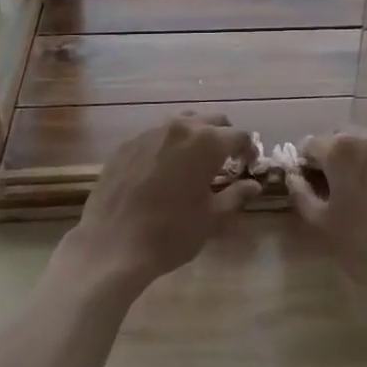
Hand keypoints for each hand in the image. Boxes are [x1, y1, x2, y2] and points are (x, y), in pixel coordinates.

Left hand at [62, 113, 258, 291]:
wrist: (112, 245)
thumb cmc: (170, 233)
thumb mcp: (211, 218)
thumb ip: (236, 196)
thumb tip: (255, 186)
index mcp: (206, 143)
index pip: (239, 135)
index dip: (249, 149)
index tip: (249, 165)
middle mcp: (180, 127)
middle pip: (212, 121)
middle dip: (224, 137)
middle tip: (226, 161)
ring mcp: (150, 132)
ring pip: (182, 122)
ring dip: (196, 135)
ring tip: (195, 161)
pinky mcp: (127, 143)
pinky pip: (156, 134)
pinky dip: (168, 144)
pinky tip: (163, 169)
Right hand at [284, 130, 366, 297]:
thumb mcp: (323, 226)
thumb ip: (301, 194)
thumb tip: (293, 176)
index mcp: (340, 149)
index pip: (309, 144)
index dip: (303, 165)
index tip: (306, 187)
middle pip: (338, 139)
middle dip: (329, 159)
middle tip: (329, 191)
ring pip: (365, 147)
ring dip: (355, 163)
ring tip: (357, 195)